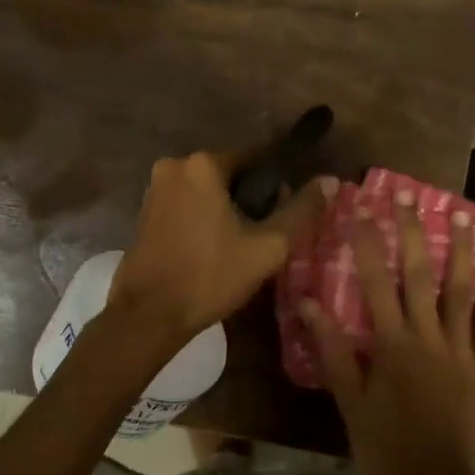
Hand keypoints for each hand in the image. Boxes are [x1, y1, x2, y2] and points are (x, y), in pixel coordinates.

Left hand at [109, 151, 331, 343]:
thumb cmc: (210, 277)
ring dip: (226, 211)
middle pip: (230, 175)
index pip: (256, 159)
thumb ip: (300, 210)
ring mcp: (154, 189)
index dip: (276, 185)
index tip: (286, 212)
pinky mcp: (144, 213)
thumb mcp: (267, 247)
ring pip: (207, 192)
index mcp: (203, 165)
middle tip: (264, 237)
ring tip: (240, 248)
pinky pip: (186, 205)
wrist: (148, 316)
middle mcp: (173, 166)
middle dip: (250, 200)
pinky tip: (212, 250)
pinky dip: (203, 220)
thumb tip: (330, 181)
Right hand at [301, 198, 474, 474]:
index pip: (375, 281)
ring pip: (461, 291)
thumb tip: (309, 304)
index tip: (362, 208)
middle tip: (410, 195)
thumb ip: (333, 350)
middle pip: (419, 274)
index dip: (367, 242)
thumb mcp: (349, 401)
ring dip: (460, 251)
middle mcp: (428, 336)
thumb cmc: (386, 443)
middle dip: (412, 231)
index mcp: (392, 343)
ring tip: (461, 216)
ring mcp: (460, 349)